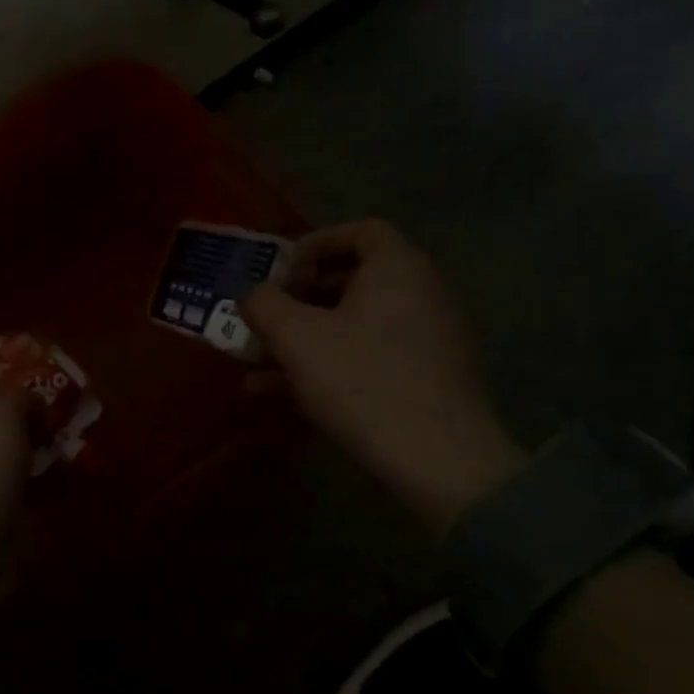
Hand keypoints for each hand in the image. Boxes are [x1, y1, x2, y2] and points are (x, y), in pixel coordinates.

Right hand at [243, 219, 527, 531]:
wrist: (440, 462)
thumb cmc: (362, 380)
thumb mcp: (296, 336)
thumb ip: (264, 304)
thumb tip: (252, 294)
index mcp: (397, 268)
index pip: (360, 231)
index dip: (314, 244)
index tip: (279, 273)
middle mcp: (421, 294)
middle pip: (353, 280)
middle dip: (299, 299)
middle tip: (265, 319)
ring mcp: (427, 339)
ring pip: (354, 325)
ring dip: (304, 339)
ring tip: (255, 366)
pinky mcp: (426, 379)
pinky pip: (368, 356)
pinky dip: (328, 364)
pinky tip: (283, 396)